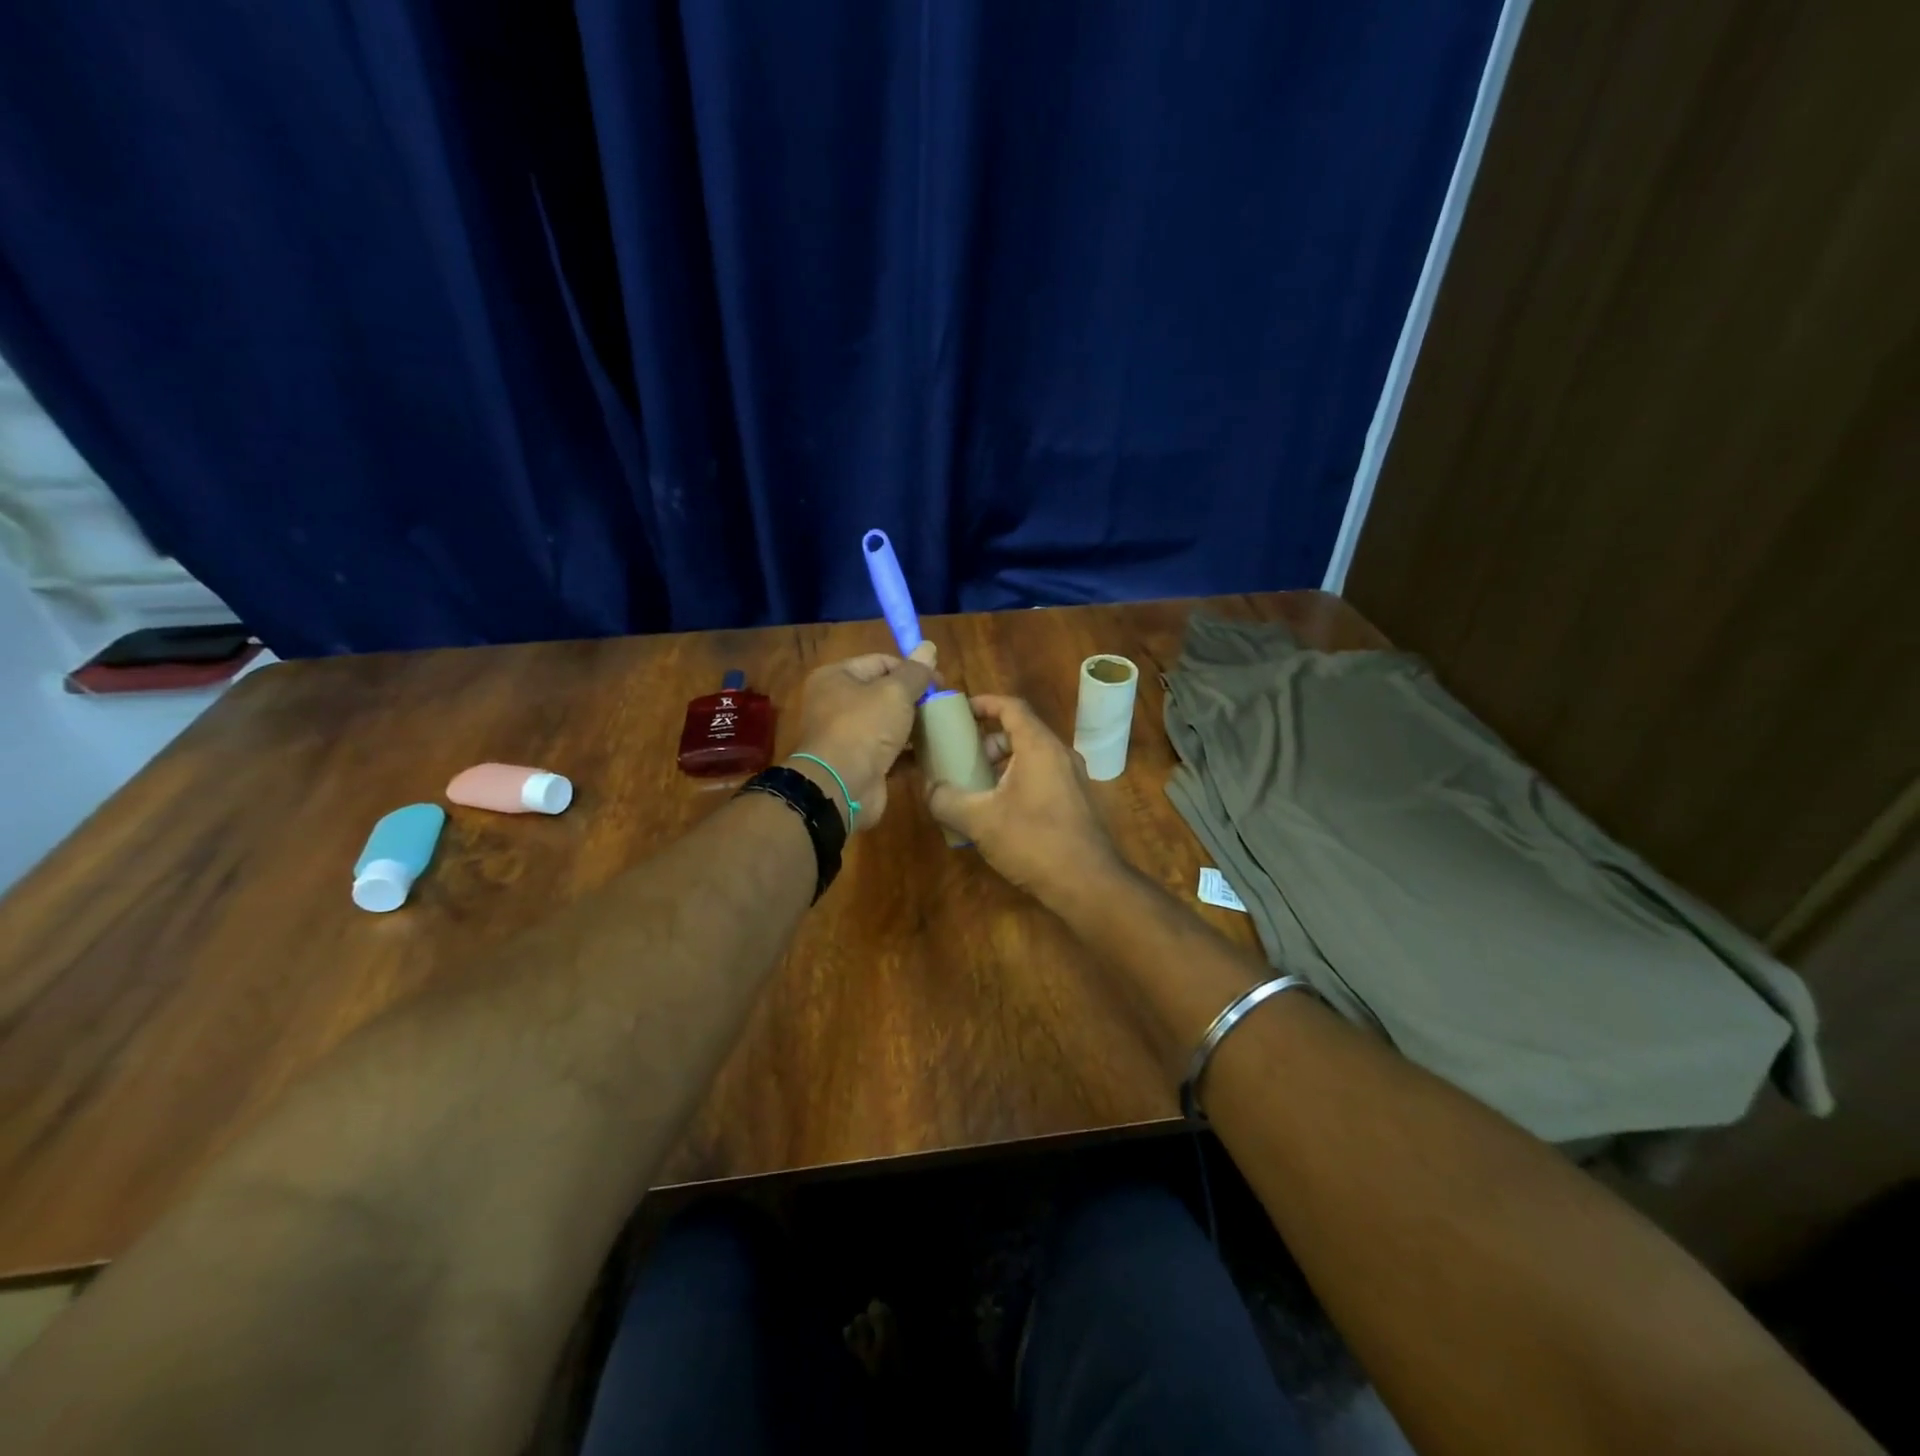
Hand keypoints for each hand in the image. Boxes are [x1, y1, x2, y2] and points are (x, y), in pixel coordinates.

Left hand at [789, 643, 937, 831]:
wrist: (842, 787)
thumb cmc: (864, 727)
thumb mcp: (894, 693)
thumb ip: (915, 672)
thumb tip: (928, 646)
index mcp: (837, 678)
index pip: (880, 662)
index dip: (911, 668)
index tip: (940, 682)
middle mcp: (837, 704)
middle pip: (884, 693)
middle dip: (915, 698)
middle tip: (944, 705)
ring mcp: (848, 737)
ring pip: (888, 724)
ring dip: (915, 726)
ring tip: (943, 727)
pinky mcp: (861, 764)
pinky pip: (890, 752)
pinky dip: (909, 752)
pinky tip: (934, 752)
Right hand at [925, 694, 1121, 899]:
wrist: (1088, 884)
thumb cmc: (1033, 841)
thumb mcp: (979, 820)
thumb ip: (947, 800)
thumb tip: (929, 789)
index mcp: (1039, 746)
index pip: (1012, 707)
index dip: (984, 703)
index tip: (959, 710)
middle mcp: (1061, 755)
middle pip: (1021, 732)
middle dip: (987, 741)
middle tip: (962, 758)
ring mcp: (1073, 779)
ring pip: (1032, 757)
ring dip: (1001, 765)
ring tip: (975, 788)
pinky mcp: (1076, 803)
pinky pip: (1042, 778)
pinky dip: (1017, 782)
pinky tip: (998, 813)